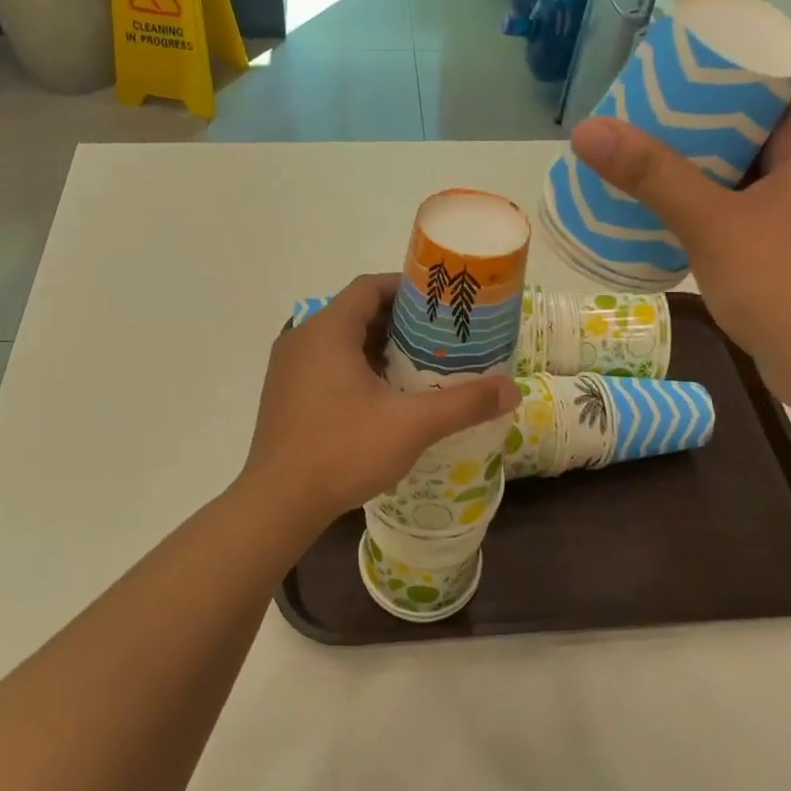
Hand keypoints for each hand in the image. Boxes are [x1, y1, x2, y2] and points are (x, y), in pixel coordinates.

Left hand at [241, 274, 519, 526]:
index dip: (407, 289)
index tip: (441, 305)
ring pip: (340, 343)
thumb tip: (512, 389)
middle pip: (356, 313)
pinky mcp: (284, 395)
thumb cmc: (343, 450)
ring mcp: (287, 369)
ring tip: (419, 367)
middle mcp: (301, 339)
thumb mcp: (411, 425)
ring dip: (378, 349)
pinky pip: (325, 366)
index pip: (370, 287)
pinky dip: (356, 370)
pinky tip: (384, 398)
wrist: (278, 502)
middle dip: (400, 323)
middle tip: (439, 340)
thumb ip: (464, 403)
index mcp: (327, 331)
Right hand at [569, 78, 790, 412]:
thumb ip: (651, 176)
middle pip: (757, 124)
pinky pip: (746, 209)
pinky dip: (711, 204)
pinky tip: (667, 213)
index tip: (677, 68)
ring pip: (749, 170)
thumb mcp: (712, 223)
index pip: (779, 78)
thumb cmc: (784, 283)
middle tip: (646, 113)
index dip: (731, 65)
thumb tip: (588, 130)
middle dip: (702, 118)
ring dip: (702, 165)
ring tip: (645, 158)